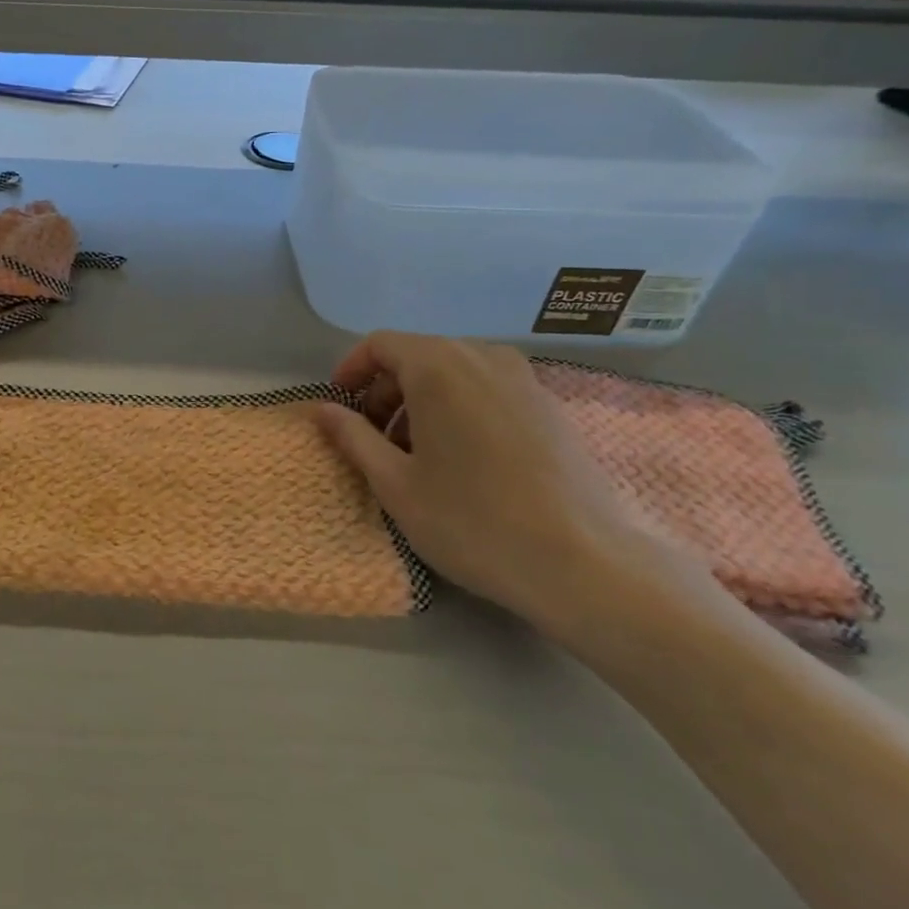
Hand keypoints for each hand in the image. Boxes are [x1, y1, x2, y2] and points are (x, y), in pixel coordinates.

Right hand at [313, 333, 714, 636]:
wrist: (584, 564)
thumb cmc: (472, 521)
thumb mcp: (395, 484)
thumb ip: (353, 437)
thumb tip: (323, 410)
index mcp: (439, 367)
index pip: (381, 344)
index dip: (351, 370)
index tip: (338, 407)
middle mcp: (483, 358)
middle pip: (418, 355)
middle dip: (386, 390)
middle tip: (373, 438)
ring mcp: (525, 380)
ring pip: (455, 372)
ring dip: (422, 401)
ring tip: (416, 453)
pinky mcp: (551, 407)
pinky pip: (489, 389)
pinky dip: (460, 408)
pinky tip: (464, 460)